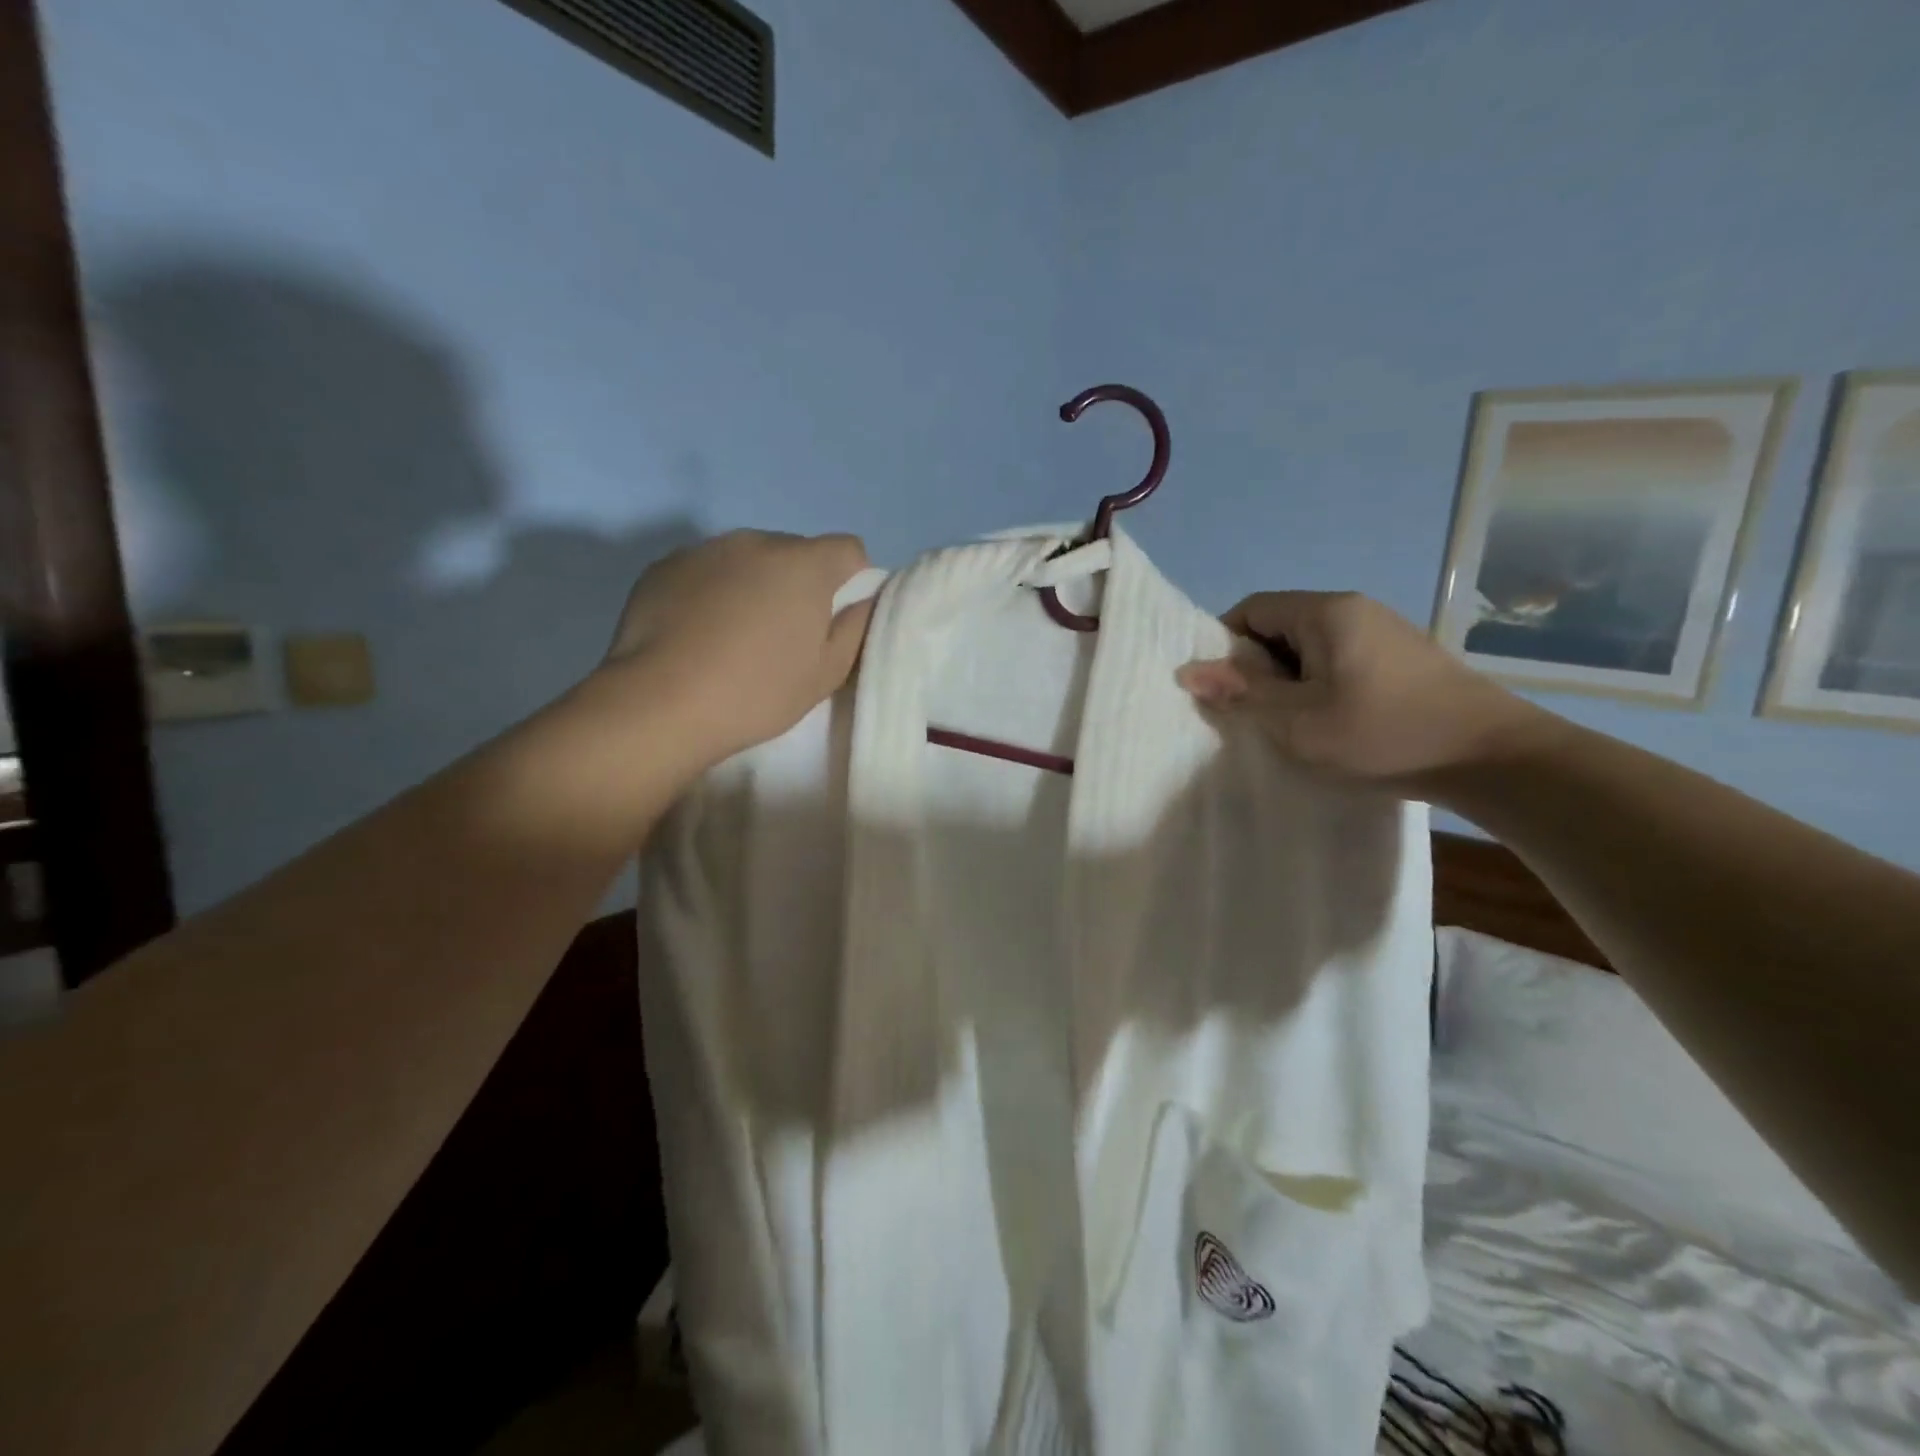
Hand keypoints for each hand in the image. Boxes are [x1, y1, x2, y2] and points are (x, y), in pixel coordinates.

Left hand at [594, 529, 874, 766]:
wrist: (661, 703)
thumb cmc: (757, 692)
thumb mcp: (825, 673)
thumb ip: (856, 629)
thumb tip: (865, 600)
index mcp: (804, 564)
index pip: (848, 549)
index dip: (851, 580)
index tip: (834, 619)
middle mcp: (757, 541)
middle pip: (796, 552)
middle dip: (799, 583)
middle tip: (784, 634)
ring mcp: (706, 549)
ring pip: (748, 559)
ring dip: (754, 584)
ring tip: (736, 635)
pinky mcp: (665, 565)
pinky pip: (707, 569)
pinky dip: (713, 590)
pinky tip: (698, 632)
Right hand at [1176, 591, 1543, 790]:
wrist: (1492, 757)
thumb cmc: (1381, 735)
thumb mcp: (1297, 721)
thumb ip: (1241, 693)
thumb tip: (1186, 670)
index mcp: (1325, 612)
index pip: (1251, 609)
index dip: (1225, 646)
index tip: (1223, 690)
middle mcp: (1354, 608)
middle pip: (1280, 625)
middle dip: (1257, 667)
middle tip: (1255, 714)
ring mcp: (1384, 630)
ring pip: (1311, 646)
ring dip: (1290, 680)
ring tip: (1293, 724)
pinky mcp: (1403, 656)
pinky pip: (1340, 659)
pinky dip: (1321, 685)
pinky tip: (1332, 722)